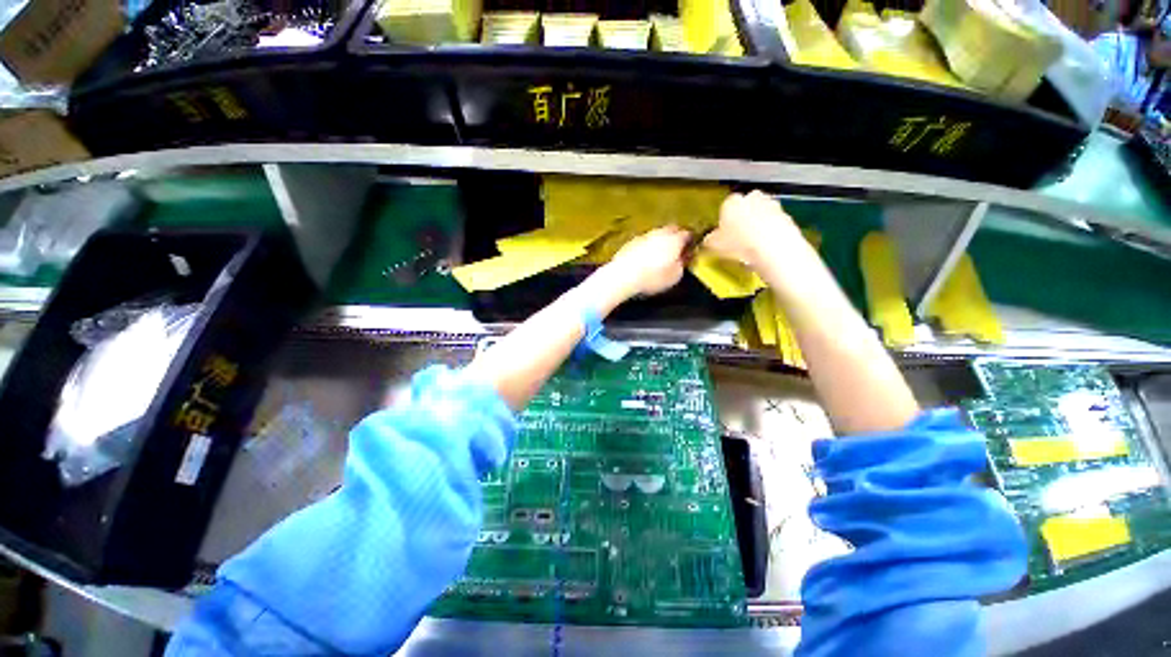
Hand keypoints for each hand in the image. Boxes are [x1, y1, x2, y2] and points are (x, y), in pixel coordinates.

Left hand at [606, 225, 689, 297]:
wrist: (623, 276)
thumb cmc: (653, 277)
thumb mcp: (675, 276)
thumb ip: (683, 264)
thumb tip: (685, 258)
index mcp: (675, 239)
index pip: (688, 234)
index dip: (691, 241)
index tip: (690, 250)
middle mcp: (660, 233)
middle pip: (672, 229)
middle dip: (676, 237)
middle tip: (676, 250)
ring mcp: (643, 236)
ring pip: (657, 234)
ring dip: (660, 241)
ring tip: (660, 255)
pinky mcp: (630, 242)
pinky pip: (644, 242)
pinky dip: (647, 247)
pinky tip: (644, 258)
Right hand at [703, 191, 802, 268]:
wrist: (773, 250)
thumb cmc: (739, 244)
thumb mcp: (713, 245)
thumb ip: (709, 240)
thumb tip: (708, 241)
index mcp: (731, 202)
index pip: (724, 207)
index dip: (723, 221)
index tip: (722, 234)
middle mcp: (752, 198)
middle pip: (745, 207)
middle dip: (742, 219)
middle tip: (737, 238)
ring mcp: (772, 205)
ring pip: (760, 215)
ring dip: (756, 226)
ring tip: (751, 246)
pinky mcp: (787, 217)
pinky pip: (774, 225)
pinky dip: (769, 234)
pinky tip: (765, 249)